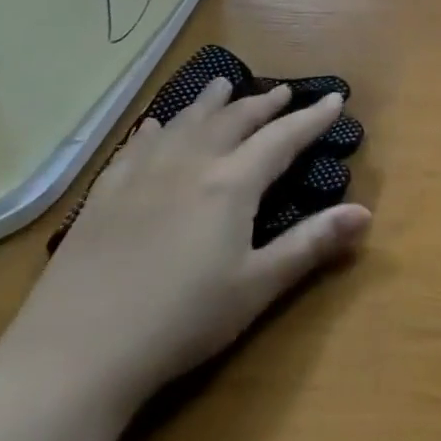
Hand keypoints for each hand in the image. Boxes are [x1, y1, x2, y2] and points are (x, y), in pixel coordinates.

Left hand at [0, 79, 371, 412]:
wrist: (75, 355)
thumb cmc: (181, 321)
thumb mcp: (257, 286)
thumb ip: (311, 244)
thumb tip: (365, 212)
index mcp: (230, 185)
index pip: (282, 138)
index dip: (311, 118)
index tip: (334, 99)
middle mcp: (189, 165)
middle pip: (233, 121)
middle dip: (263, 104)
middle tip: (283, 90)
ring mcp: (141, 177)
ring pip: (184, 124)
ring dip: (210, 103)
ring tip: (224, 86)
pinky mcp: (104, 197)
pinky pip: (137, 147)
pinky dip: (156, 129)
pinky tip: (156, 126)